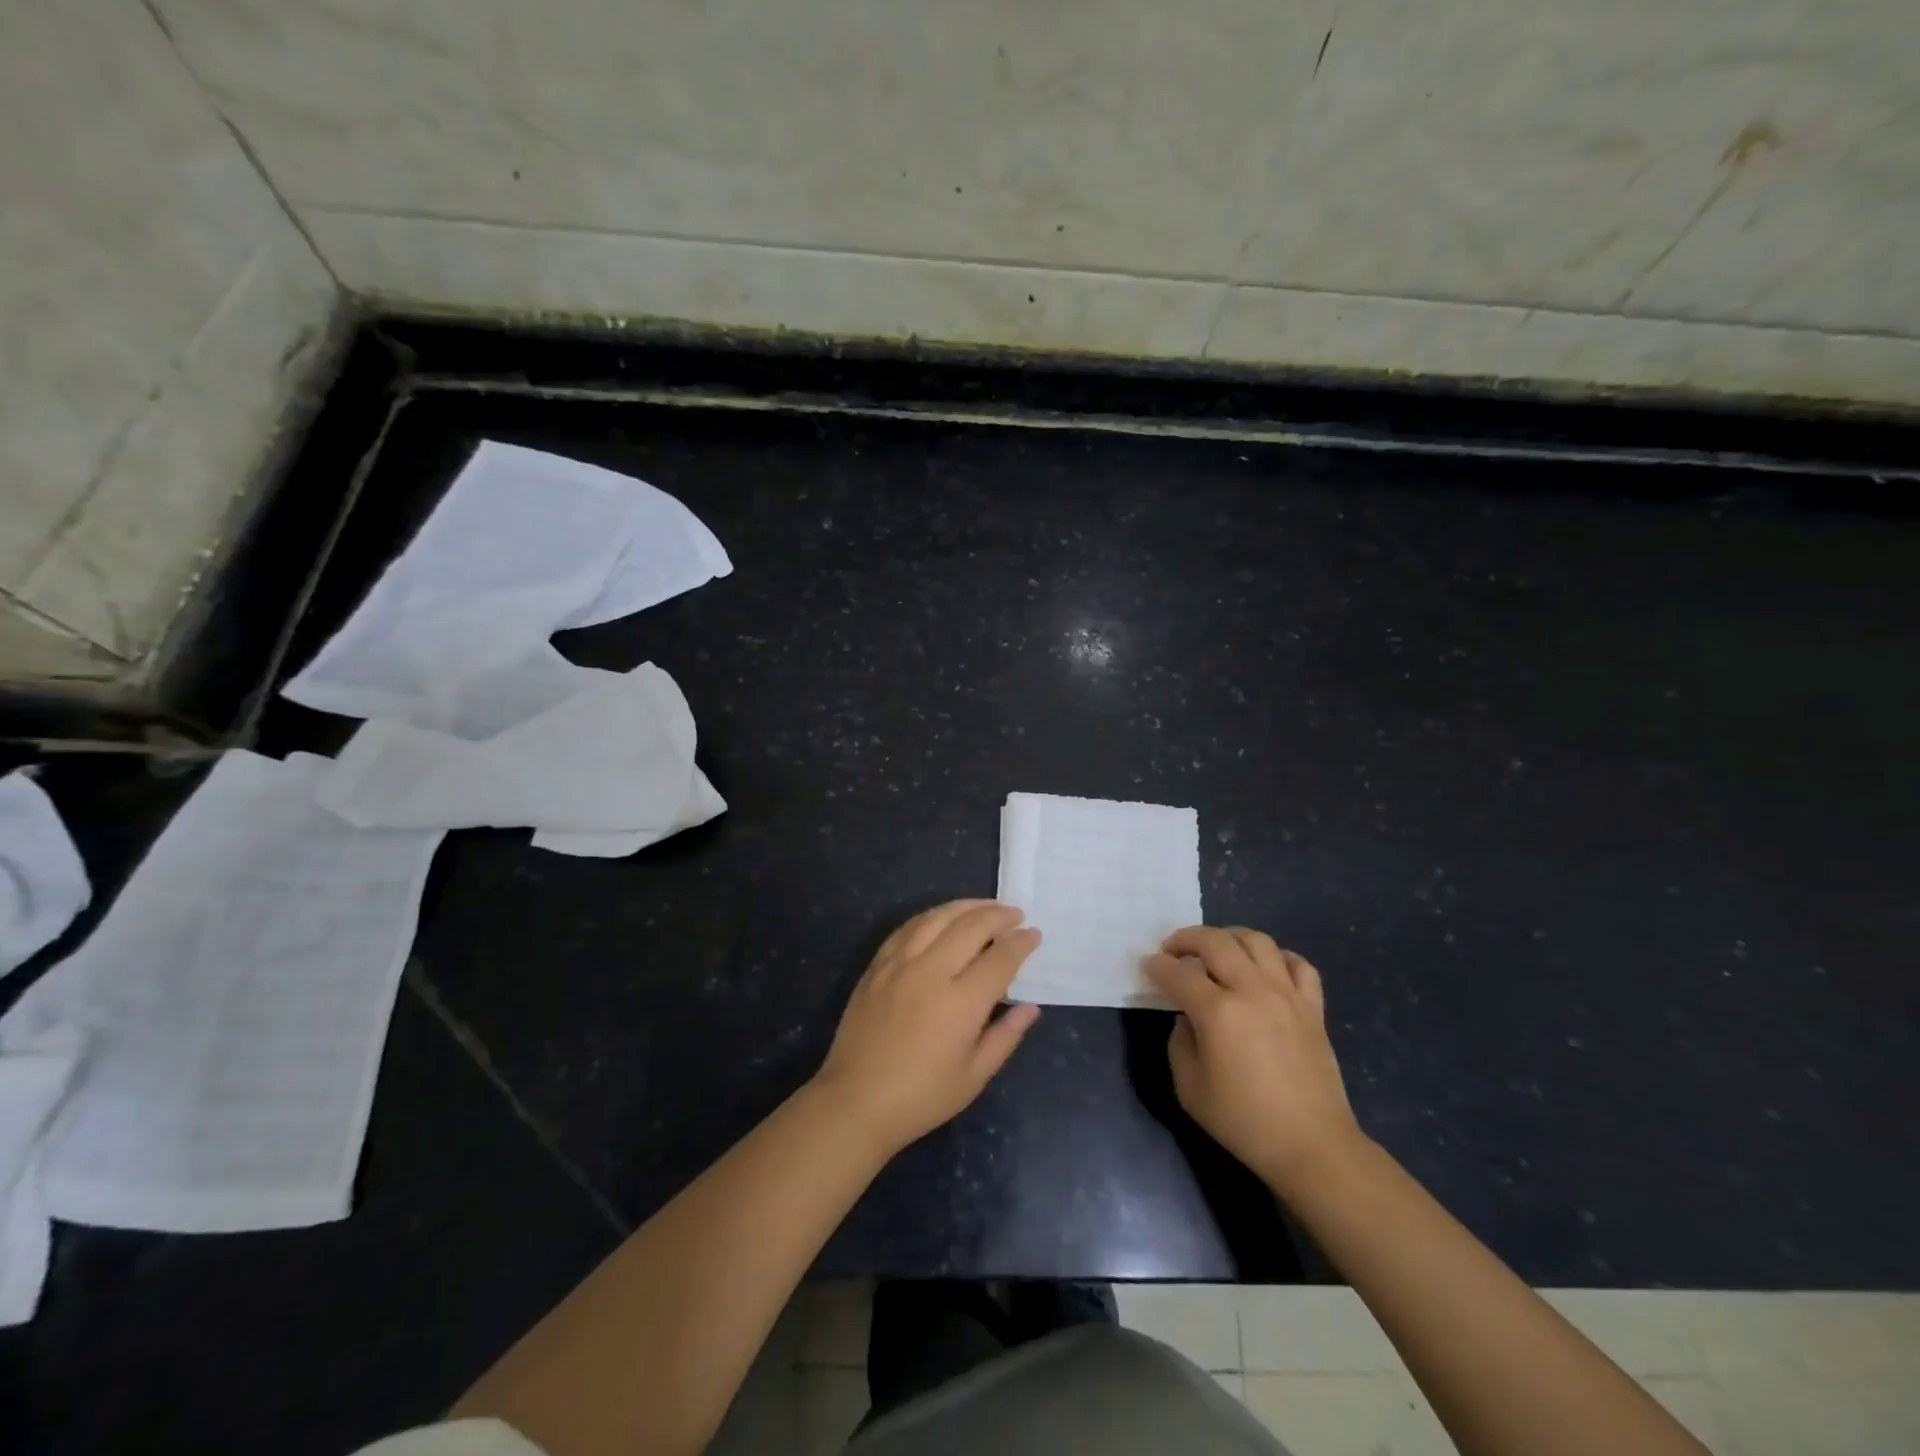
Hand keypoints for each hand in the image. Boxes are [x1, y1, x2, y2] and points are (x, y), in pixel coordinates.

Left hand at [812, 900, 1041, 1157]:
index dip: (1021, 943)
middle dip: (998, 916)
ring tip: (985, 906)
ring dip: (966, 906)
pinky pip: (908, 928)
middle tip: (1015, 914)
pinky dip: (931, 916)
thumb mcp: (974, 1077)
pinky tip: (942, 916)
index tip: (1034, 934)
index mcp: (961, 1003)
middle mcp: (931, 972)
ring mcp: (900, 964)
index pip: (1000, 958)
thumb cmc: (921, 1097)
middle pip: (971, 927)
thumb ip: (1006, 1036)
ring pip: (937, 918)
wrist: (856, 1102)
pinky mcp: (877, 965)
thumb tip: (1031, 1006)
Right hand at [1146, 926, 1362, 1196]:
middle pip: (1215, 942)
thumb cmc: (1244, 1122)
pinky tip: (1265, 969)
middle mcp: (1252, 990)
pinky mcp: (1313, 1007)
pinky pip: (1298, 964)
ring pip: (1257, 941)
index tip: (1148, 966)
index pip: (1178, 973)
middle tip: (1173, 950)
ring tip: (1216, 950)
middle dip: (1186, 938)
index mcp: (1218, 1012)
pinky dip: (1278, 957)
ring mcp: (1287, 994)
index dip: (1157, 966)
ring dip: (1229, 937)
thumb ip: (1180, 1043)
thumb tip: (1188, 1018)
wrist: (1312, 1146)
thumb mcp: (1190, 1089)